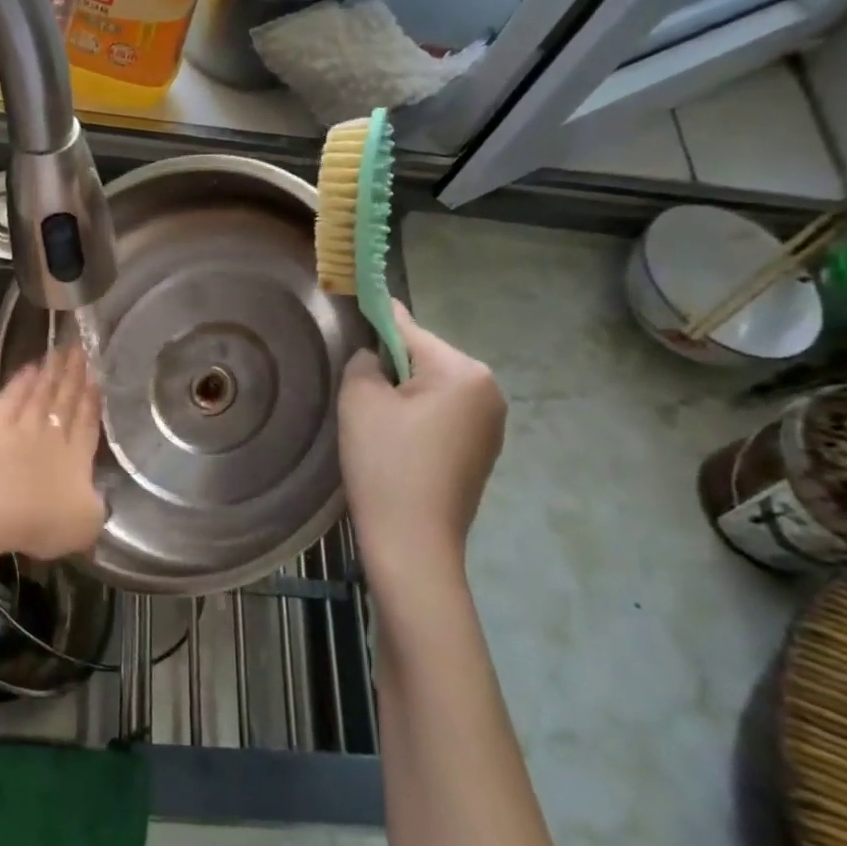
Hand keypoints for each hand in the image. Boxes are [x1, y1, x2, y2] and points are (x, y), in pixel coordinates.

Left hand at [0, 346, 106, 559]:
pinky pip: (10, 399)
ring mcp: (22, 429)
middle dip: (74, 376)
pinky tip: (27, 368)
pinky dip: (19, 383)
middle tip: (80, 348)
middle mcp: (52, 437)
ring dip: (50, 373)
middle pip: (65, 401)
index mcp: (77, 459)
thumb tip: (98, 500)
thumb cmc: (44, 519)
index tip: (97, 377)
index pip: (88, 424)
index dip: (93, 402)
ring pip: (40, 394)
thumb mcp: (86, 524)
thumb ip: (96, 508)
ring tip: (59, 351)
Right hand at [338, 300, 504, 592]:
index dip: (376, 316)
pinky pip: (443, 415)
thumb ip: (364, 362)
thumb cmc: (385, 466)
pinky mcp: (483, 451)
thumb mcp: (360, 402)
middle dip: (390, 368)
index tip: (354, 300)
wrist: (413, 545)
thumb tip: (373, 357)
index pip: (409, 329)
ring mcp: (492, 424)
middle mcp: (489, 390)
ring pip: (433, 389)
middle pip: (424, 358)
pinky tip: (396, 445)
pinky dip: (417, 418)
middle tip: (356, 394)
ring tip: (374, 424)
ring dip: (403, 395)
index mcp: (464, 371)